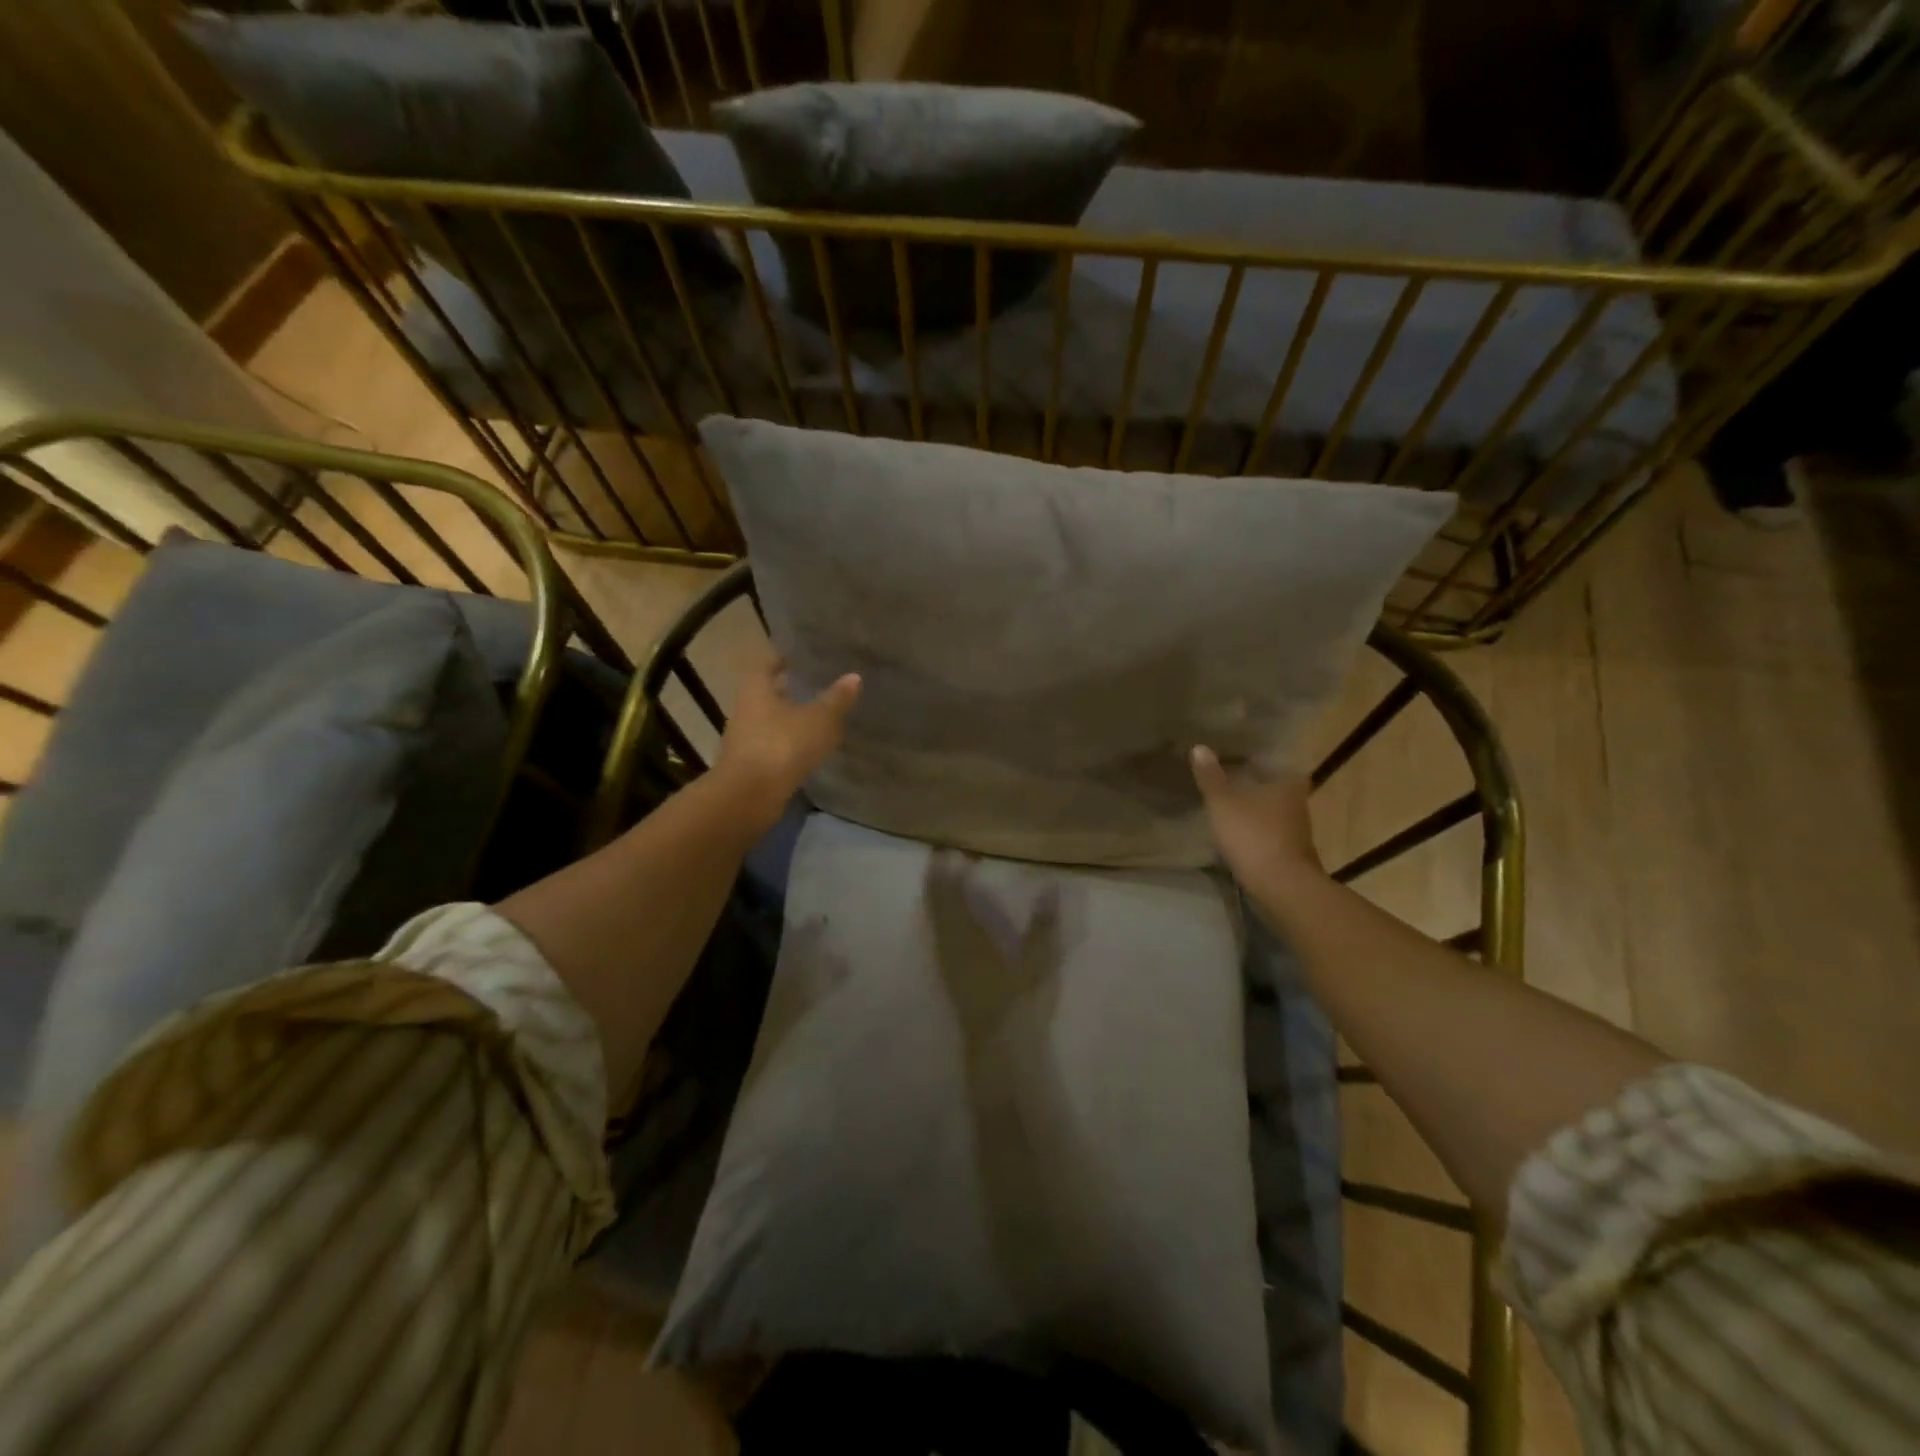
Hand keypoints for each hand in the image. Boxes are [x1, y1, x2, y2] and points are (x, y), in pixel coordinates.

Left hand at [713, 662, 860, 832]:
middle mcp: (746, 709)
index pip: (769, 664)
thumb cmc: (782, 744)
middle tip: (817, 685)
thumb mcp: (819, 719)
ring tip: (819, 717)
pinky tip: (809, 748)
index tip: (803, 657)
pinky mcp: (751, 766)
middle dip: (789, 690)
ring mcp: (746, 739)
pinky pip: (773, 746)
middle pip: (768, 693)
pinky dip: (789, 744)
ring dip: (790, 719)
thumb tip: (854, 677)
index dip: (785, 659)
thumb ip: (837, 699)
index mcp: (757, 688)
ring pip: (770, 721)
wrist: (749, 796)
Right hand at [1190, 745, 1323, 887]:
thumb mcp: (1222, 802)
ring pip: (1270, 808)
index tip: (1229, 754)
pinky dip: (1253, 827)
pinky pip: (1267, 830)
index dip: (1250, 756)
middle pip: (1270, 784)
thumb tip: (1199, 747)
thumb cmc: (1253, 835)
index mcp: (1287, 781)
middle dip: (1249, 781)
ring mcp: (1296, 828)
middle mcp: (1297, 800)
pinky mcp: (1289, 851)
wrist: (1281, 886)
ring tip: (1224, 802)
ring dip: (1251, 806)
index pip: (1270, 759)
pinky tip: (1234, 829)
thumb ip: (1210, 776)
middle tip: (1222, 776)